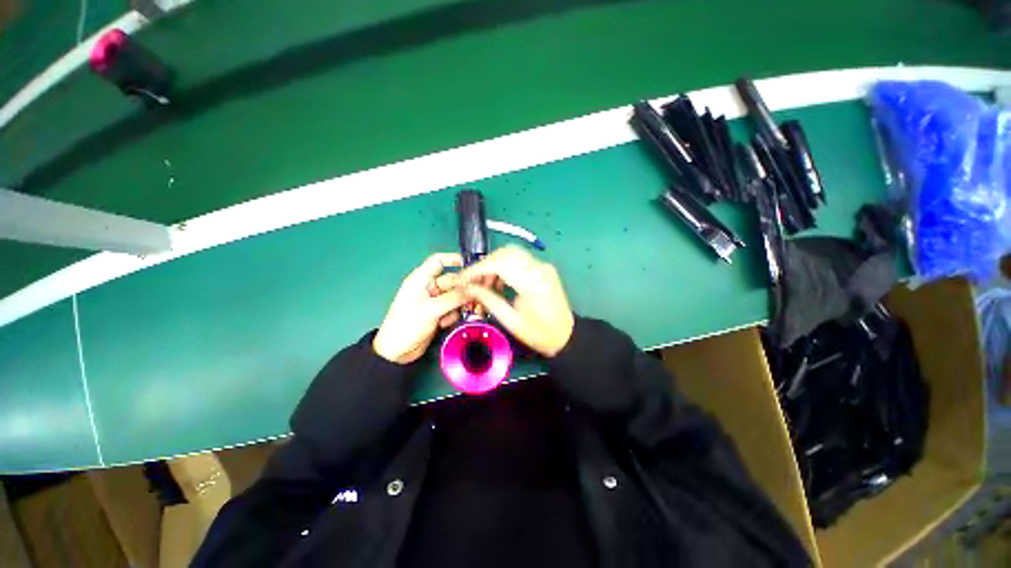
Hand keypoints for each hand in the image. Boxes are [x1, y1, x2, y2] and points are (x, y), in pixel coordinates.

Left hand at [373, 253, 466, 363]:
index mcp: (420, 280)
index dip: (453, 259)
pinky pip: (452, 308)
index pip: (438, 261)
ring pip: (455, 296)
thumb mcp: (430, 310)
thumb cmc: (406, 325)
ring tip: (465, 311)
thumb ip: (453, 298)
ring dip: (461, 303)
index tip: (470, 263)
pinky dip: (454, 314)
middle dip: (463, 288)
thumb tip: (473, 290)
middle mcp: (428, 288)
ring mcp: (434, 302)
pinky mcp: (438, 314)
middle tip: (477, 295)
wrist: (396, 352)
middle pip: (452, 281)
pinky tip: (446, 323)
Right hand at [458, 246, 574, 356]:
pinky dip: (505, 267)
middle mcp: (539, 267)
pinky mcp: (544, 268)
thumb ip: (488, 300)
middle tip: (473, 282)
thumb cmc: (539, 333)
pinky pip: (519, 260)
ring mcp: (543, 266)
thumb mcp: (510, 320)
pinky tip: (499, 283)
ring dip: (495, 264)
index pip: (498, 264)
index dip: (477, 270)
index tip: (461, 279)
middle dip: (485, 265)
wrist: (566, 336)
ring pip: (512, 254)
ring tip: (485, 285)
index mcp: (532, 282)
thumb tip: (467, 287)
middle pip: (505, 253)